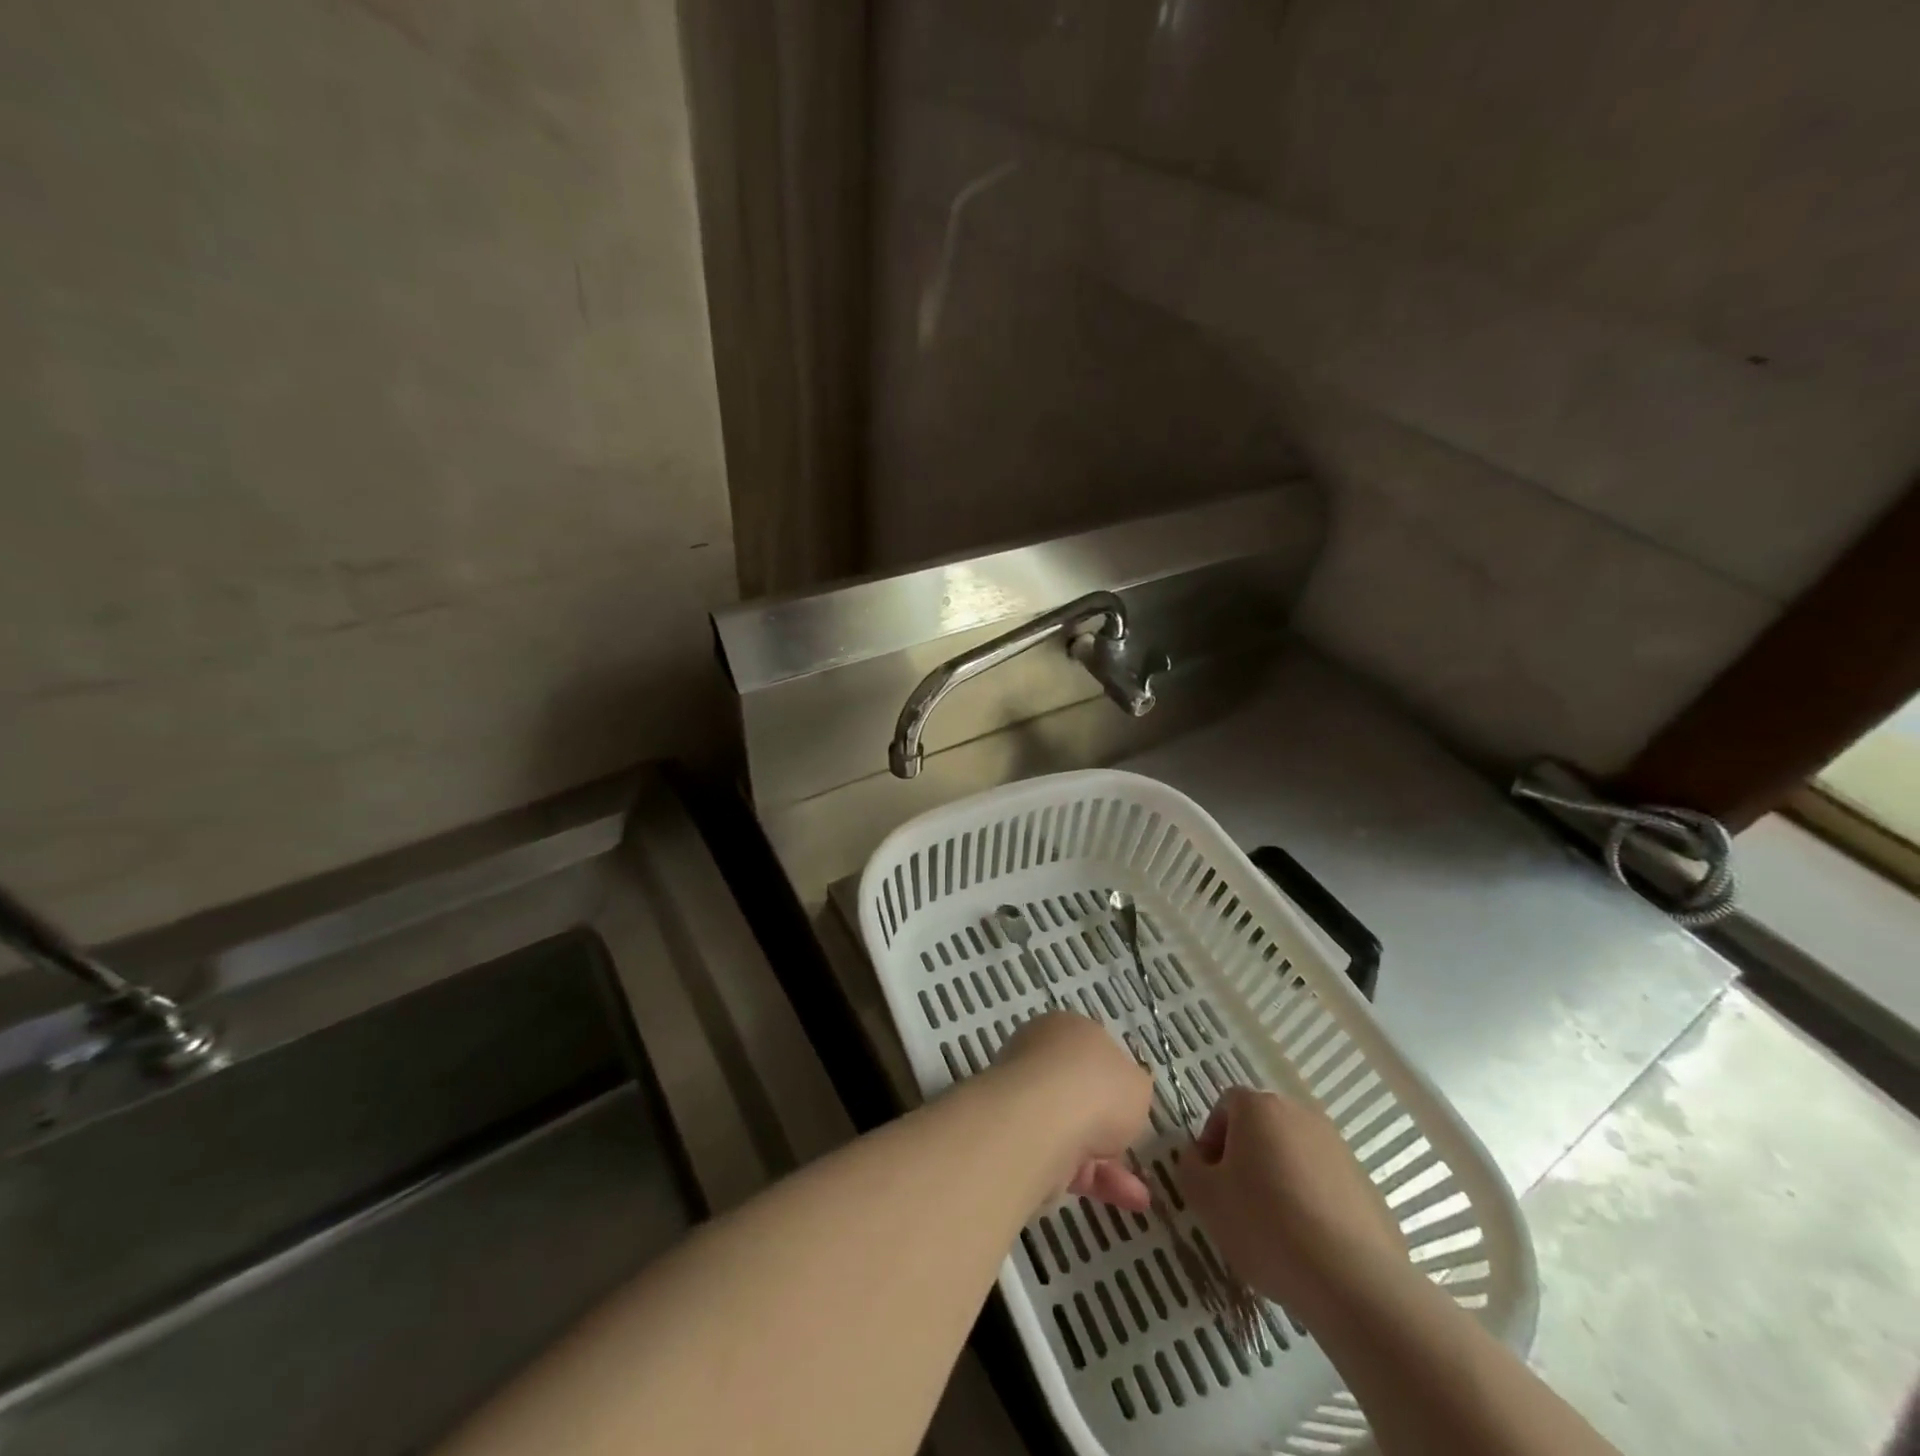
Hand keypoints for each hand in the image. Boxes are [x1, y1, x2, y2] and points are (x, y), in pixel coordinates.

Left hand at [992, 1012, 1152, 1210]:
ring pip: (1073, 1131)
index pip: (1091, 1050)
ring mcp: (1025, 1100)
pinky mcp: (1019, 1141)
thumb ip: (1133, 1087)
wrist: (1042, 1124)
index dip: (1115, 1078)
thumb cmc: (1096, 1087)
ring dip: (1108, 1163)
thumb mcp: (1137, 1083)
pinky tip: (1128, 1201)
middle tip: (1133, 1146)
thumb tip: (1125, 1093)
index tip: (1132, 1104)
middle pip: (1080, 1093)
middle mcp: (1039, 1057)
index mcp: (1065, 1029)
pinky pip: (1063, 1160)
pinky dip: (1095, 1181)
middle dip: (1110, 1125)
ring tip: (1140, 1195)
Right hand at [1178, 1087, 1412, 1327]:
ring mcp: (1339, 1148)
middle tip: (1238, 1203)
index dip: (1212, 1140)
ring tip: (1276, 1230)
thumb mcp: (1204, 1198)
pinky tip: (1310, 1245)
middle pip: (1262, 1128)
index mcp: (1259, 1108)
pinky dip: (1312, 1204)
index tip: (1211, 1181)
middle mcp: (1300, 1115)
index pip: (1225, 1106)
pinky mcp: (1366, 1185)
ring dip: (1280, 1180)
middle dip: (1246, 1159)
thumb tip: (1200, 1158)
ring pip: (1294, 1156)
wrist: (1354, 1282)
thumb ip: (1190, 1166)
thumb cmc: (1266, 1226)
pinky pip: (1325, 1185)